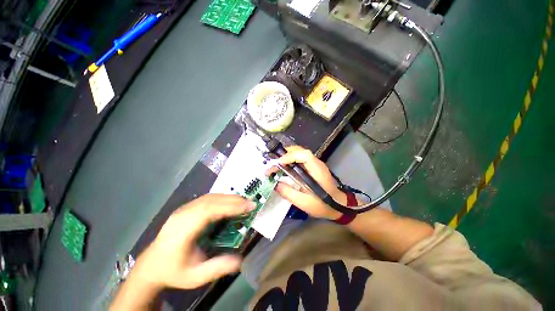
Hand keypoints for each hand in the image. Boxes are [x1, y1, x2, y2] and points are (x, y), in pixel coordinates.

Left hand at [127, 195, 254, 288]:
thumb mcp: (195, 277)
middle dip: (233, 200)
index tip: (249, 206)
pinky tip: (229, 203)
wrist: (151, 265)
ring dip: (228, 198)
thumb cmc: (174, 271)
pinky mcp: (186, 208)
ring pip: (210, 197)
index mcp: (183, 230)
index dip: (231, 206)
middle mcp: (183, 214)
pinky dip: (221, 198)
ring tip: (243, 202)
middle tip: (251, 203)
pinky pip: (207, 199)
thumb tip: (241, 259)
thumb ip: (218, 268)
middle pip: (211, 200)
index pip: (210, 211)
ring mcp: (183, 209)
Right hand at [267, 146, 345, 219]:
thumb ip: (288, 193)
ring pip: (299, 152)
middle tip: (273, 163)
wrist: (337, 205)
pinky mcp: (313, 166)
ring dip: (287, 156)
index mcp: (317, 170)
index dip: (290, 156)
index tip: (278, 164)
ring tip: (277, 164)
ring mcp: (315, 163)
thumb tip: (275, 184)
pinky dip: (291, 160)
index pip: (304, 155)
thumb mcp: (304, 202)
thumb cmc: (322, 205)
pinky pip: (300, 158)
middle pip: (300, 150)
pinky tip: (285, 167)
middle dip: (285, 154)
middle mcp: (316, 163)